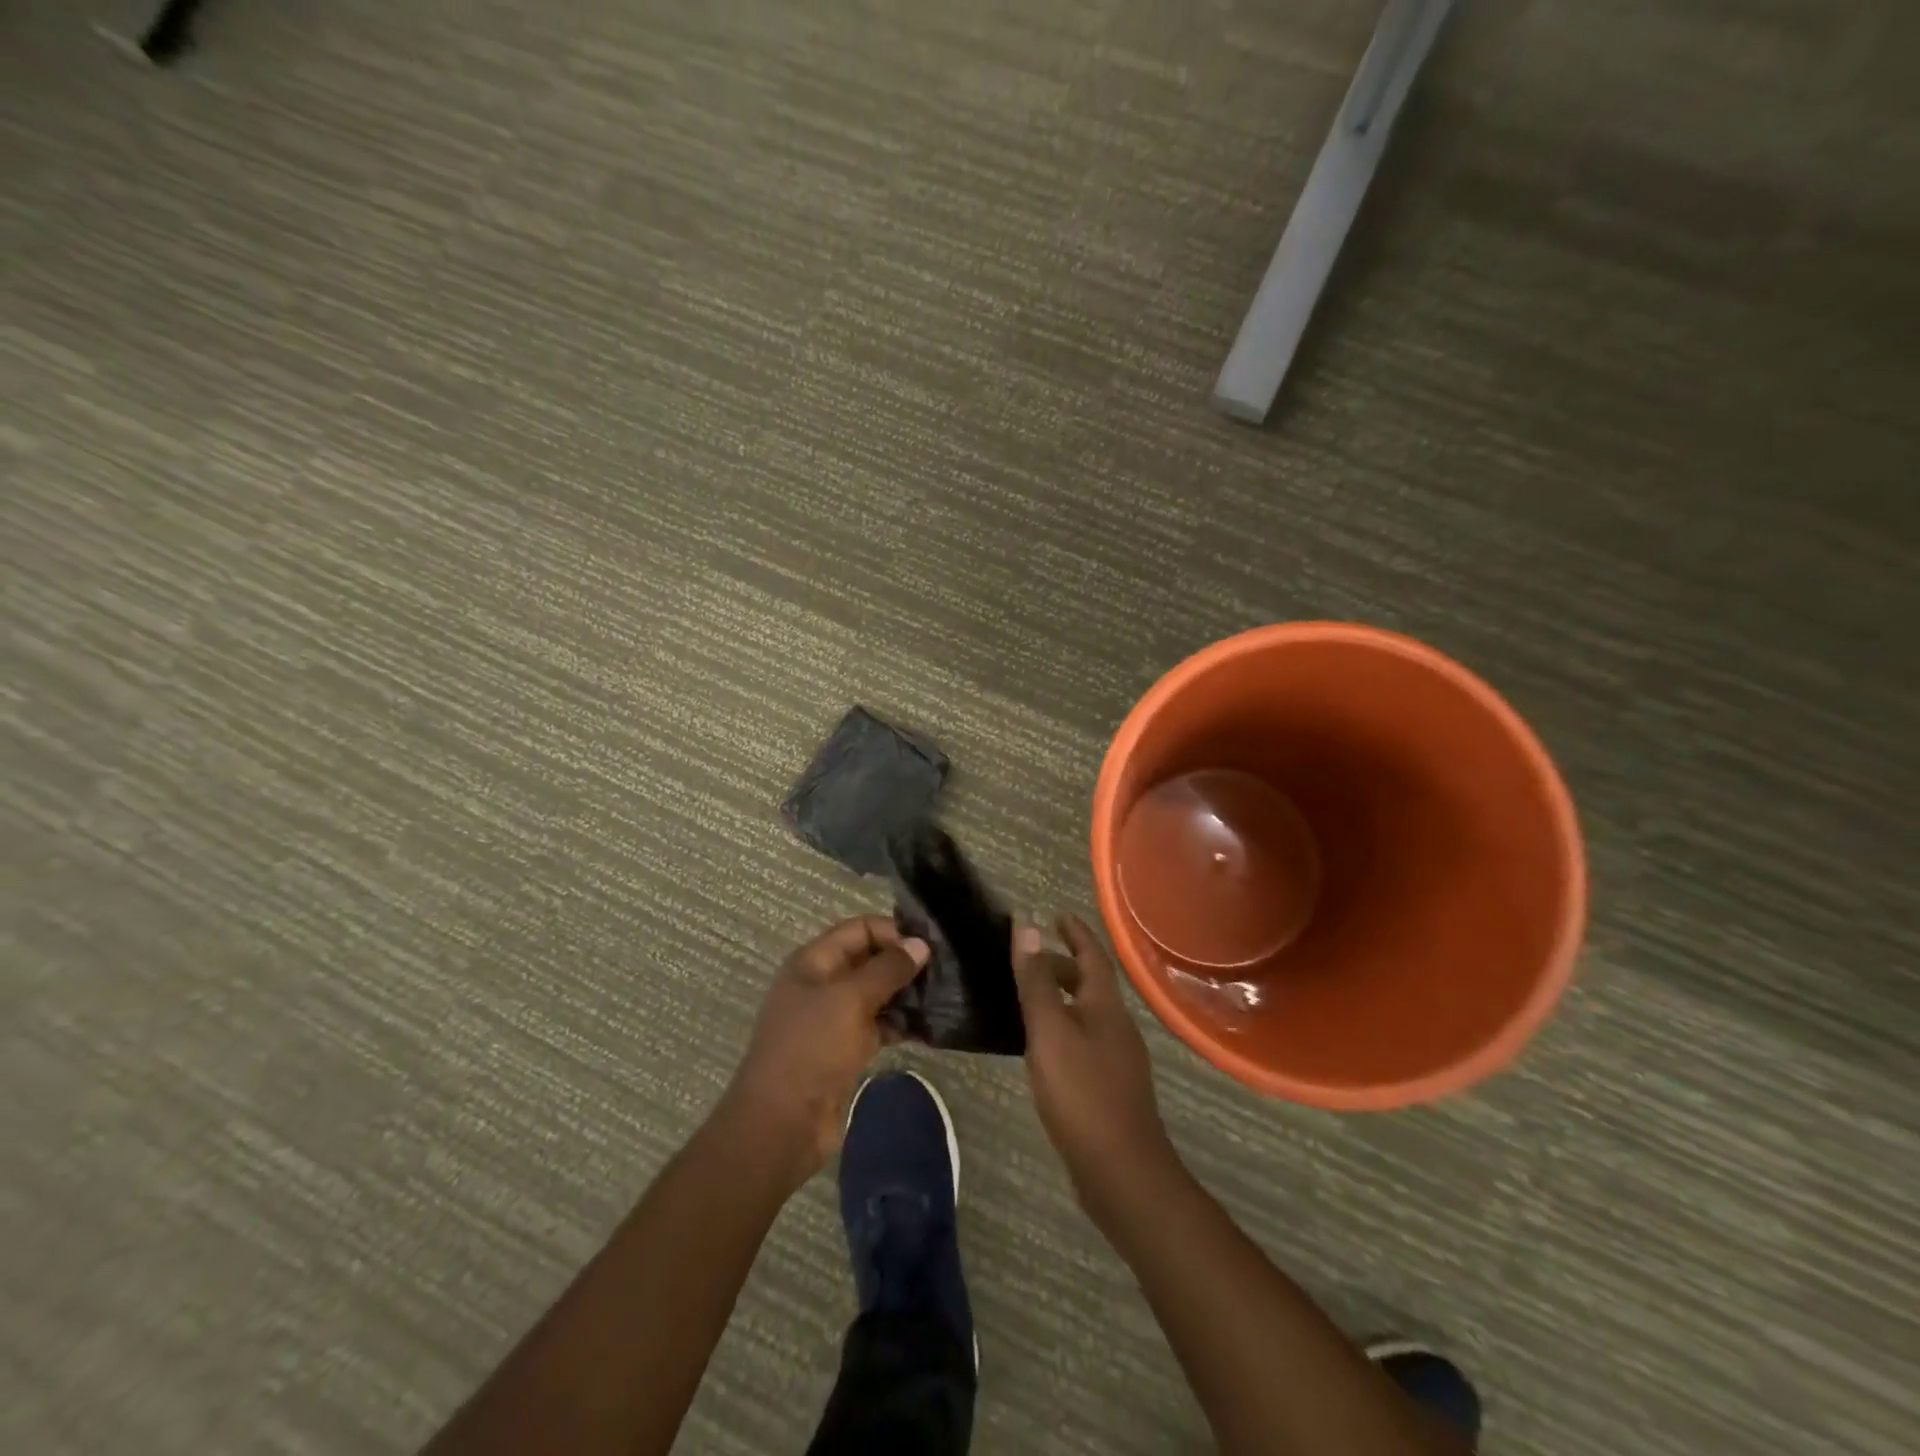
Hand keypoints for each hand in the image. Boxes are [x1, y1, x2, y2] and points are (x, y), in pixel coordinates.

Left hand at [721, 916, 928, 1183]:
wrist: (782, 1125)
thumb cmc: (811, 1049)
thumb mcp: (850, 1000)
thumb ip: (888, 969)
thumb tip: (921, 944)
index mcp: (814, 962)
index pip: (859, 929)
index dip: (893, 931)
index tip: (929, 946)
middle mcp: (823, 984)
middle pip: (870, 960)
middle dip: (904, 963)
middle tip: (945, 972)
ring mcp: (834, 1018)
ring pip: (877, 994)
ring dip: (907, 995)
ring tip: (944, 998)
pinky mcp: (846, 1049)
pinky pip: (879, 1026)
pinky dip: (901, 1024)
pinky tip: (931, 1028)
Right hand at [1013, 915, 1177, 1215]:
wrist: (1122, 1172)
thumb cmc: (1082, 1093)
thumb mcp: (1049, 1031)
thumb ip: (1036, 980)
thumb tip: (1025, 925)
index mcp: (1106, 1006)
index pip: (1092, 955)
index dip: (1075, 932)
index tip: (1057, 914)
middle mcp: (1117, 1025)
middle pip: (1090, 984)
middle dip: (1063, 965)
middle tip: (1029, 959)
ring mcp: (1118, 1058)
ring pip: (1086, 1013)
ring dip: (1061, 998)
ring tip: (1028, 998)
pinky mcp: (1111, 1087)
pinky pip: (1084, 1040)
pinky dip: (1063, 1028)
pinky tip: (1042, 1047)